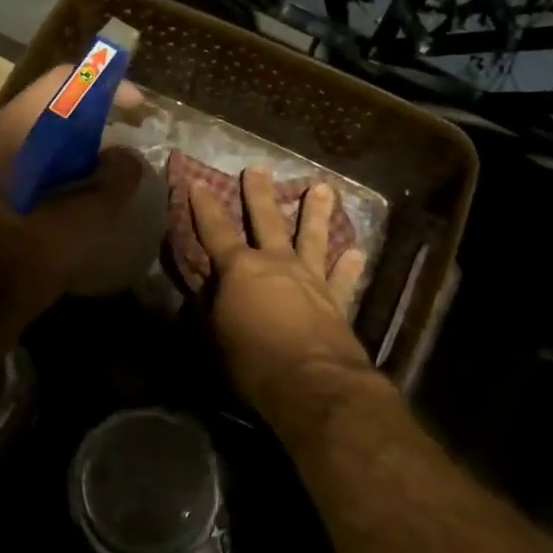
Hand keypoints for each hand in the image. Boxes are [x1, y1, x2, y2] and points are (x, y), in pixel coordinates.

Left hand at [0, 65, 146, 329]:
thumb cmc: (20, 261)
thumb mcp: (79, 222)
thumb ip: (112, 182)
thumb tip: (126, 159)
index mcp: (0, 137)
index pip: (56, 84)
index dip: (102, 86)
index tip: (135, 107)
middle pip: (44, 111)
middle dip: (89, 120)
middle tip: (123, 139)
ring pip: (32, 140)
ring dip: (71, 148)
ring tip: (103, 170)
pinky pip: (20, 165)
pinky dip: (52, 169)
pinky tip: (73, 195)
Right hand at [190, 168, 376, 420]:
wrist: (312, 384)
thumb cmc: (252, 361)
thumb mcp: (214, 336)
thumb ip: (210, 308)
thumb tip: (207, 290)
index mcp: (240, 269)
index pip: (215, 230)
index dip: (204, 206)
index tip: (197, 181)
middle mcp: (276, 264)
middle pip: (266, 220)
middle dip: (259, 194)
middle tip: (258, 168)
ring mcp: (310, 279)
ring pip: (313, 238)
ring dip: (316, 213)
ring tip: (323, 188)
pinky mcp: (336, 301)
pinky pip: (342, 279)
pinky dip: (348, 266)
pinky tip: (356, 252)